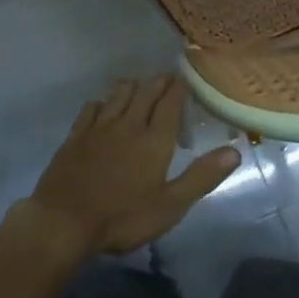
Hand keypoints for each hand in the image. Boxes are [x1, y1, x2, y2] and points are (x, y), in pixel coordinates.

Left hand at [23, 77, 240, 255]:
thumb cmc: (122, 217)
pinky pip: (91, 108)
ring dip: (131, 86)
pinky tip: (101, 105)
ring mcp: (99, 128)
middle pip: (145, 94)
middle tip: (166, 77)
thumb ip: (201, 177)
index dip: (178, 89)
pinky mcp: (76, 136)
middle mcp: (128, 125)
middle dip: (158, 83)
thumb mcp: (170, 205)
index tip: (184, 77)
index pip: (170, 105)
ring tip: (137, 84)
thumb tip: (234, 151)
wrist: (64, 220)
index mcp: (154, 141)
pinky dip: (101, 102)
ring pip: (118, 95)